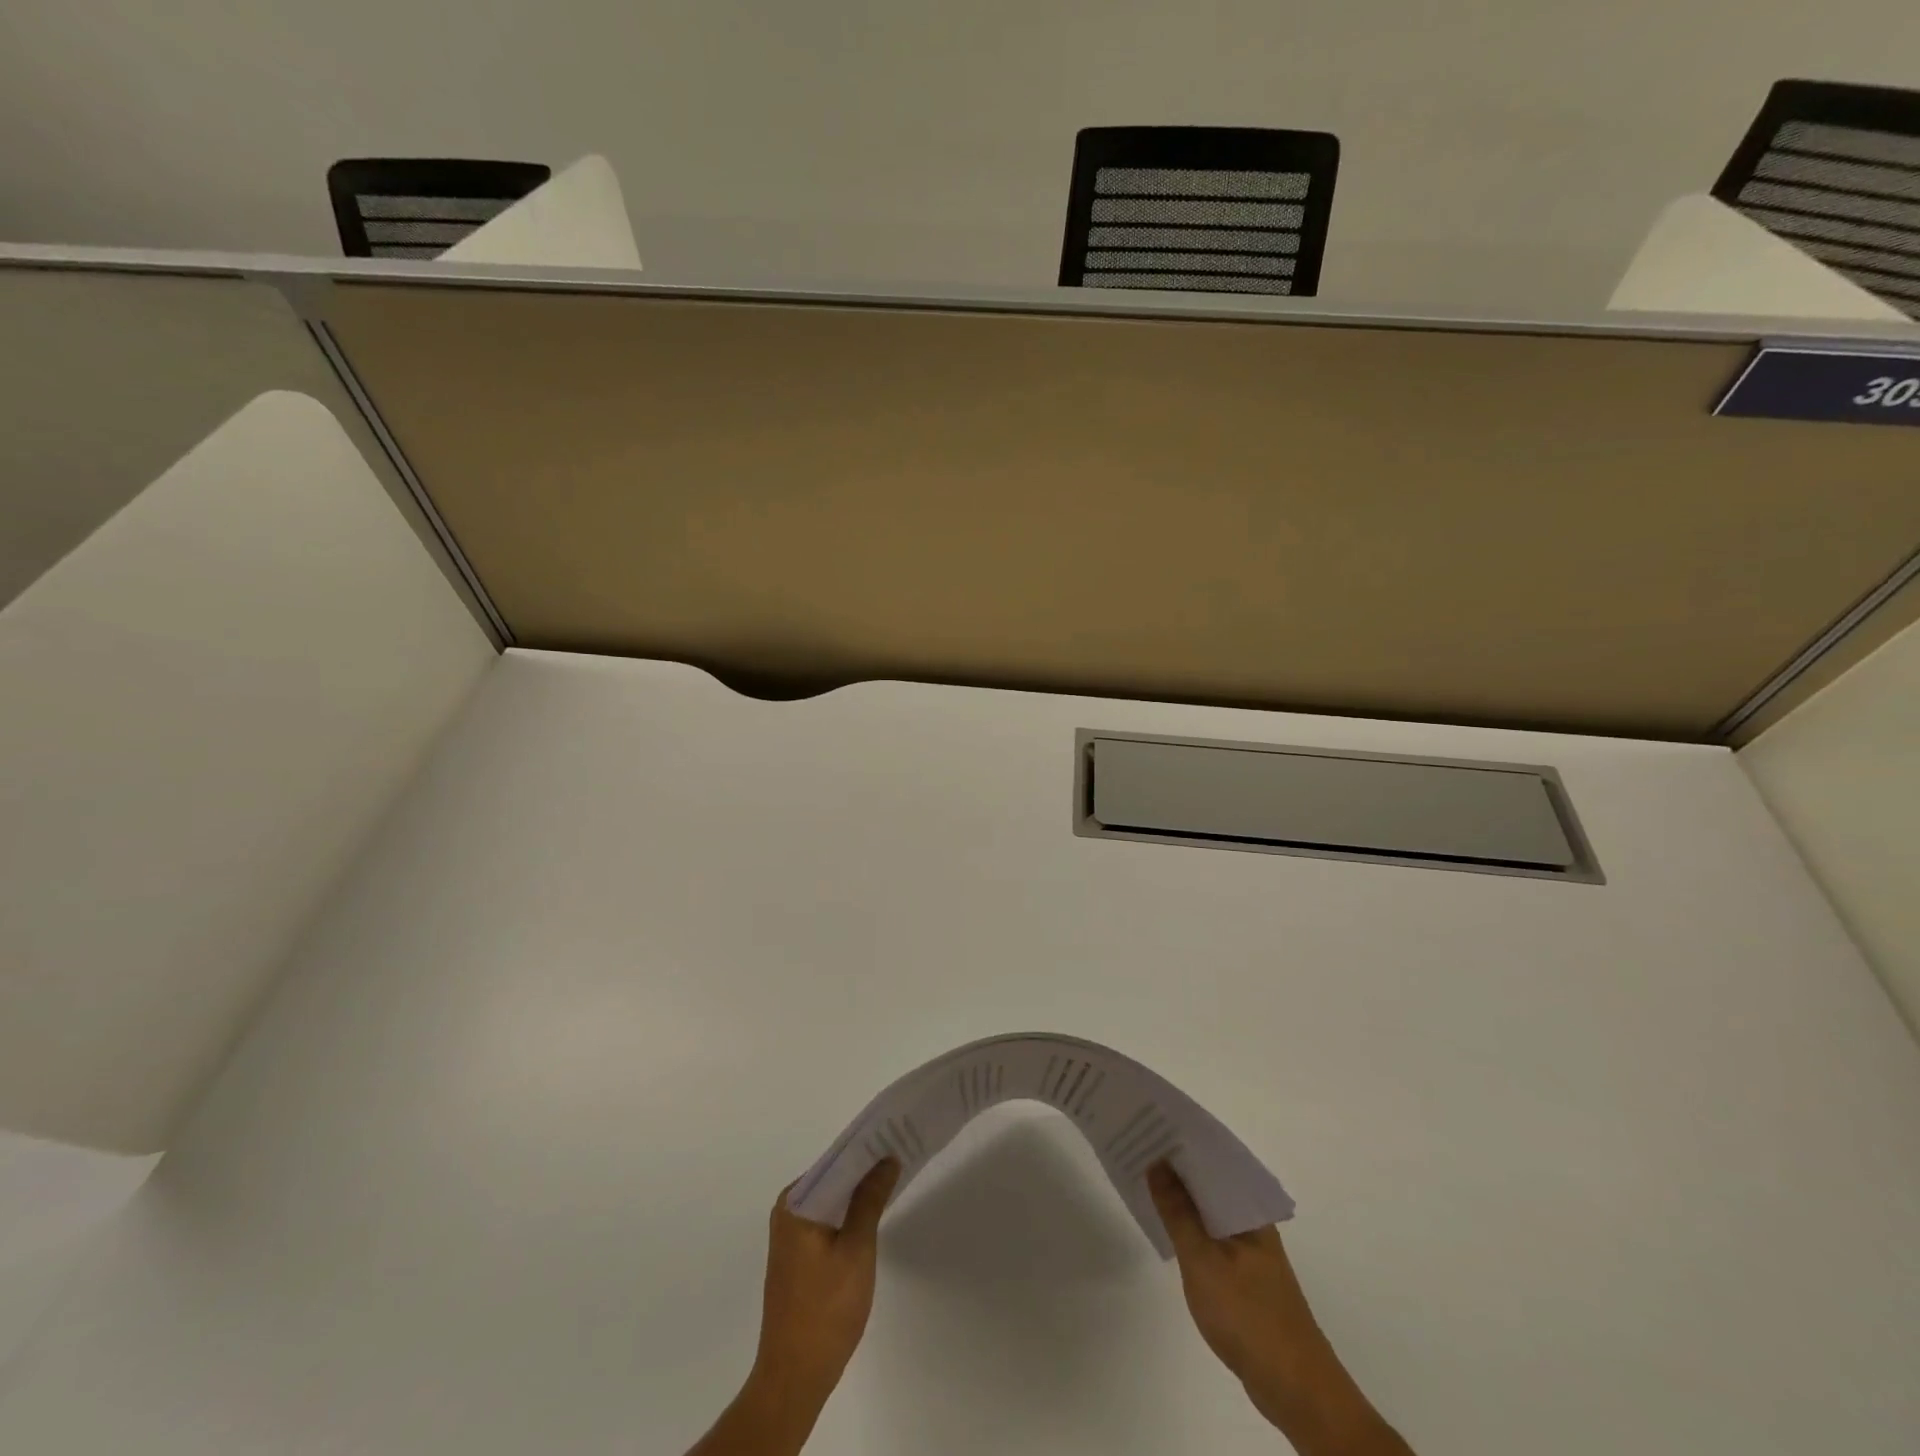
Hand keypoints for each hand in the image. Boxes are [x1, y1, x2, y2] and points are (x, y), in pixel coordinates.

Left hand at [751, 1159, 900, 1410]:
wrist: (795, 1376)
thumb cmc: (826, 1309)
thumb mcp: (856, 1249)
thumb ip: (870, 1200)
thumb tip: (887, 1159)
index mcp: (795, 1202)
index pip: (836, 1160)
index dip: (867, 1148)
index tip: (896, 1136)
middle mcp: (788, 1210)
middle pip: (833, 1178)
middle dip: (865, 1168)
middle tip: (901, 1153)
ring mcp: (791, 1234)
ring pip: (831, 1199)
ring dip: (859, 1191)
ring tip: (894, 1177)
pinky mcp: (798, 1255)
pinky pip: (827, 1218)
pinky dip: (849, 1213)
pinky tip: (873, 1213)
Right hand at [1148, 1162, 1412, 1454]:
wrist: (1296, 1390)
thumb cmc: (1248, 1316)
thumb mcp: (1203, 1261)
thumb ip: (1178, 1212)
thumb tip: (1157, 1162)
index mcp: (1249, 1209)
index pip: (1213, 1158)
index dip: (1181, 1140)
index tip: (1150, 1122)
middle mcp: (1252, 1221)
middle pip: (1210, 1181)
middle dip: (1177, 1164)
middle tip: (1137, 1143)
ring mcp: (1250, 1248)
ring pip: (1209, 1208)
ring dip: (1181, 1194)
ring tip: (1144, 1176)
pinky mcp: (1245, 1274)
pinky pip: (1212, 1233)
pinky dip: (1189, 1223)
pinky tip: (1167, 1223)